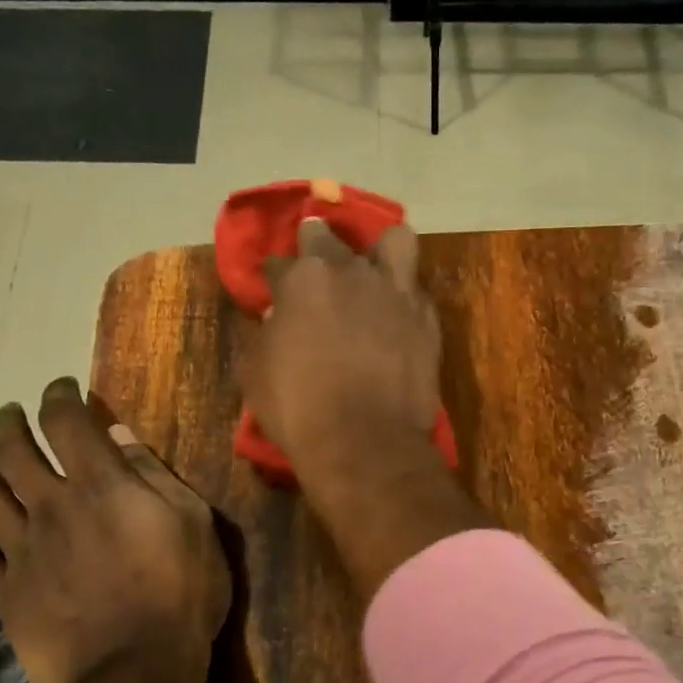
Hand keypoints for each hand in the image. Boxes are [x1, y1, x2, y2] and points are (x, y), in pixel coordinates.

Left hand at [0, 378, 230, 682]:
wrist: (136, 673)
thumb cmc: (180, 596)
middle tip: (13, 415)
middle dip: (11, 423)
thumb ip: (156, 478)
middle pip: (13, 450)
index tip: (62, 388)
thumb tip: (121, 438)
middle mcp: (51, 506)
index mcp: (101, 486)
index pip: (67, 422)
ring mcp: (21, 550)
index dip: (60, 396)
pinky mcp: (4, 593)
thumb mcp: (194, 526)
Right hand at [238, 217, 490, 600]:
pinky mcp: (426, 318)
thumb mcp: (256, 372)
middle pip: (329, 239)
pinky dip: (402, 296)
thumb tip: (276, 317)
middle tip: (317, 272)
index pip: (280, 260)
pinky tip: (395, 314)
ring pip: (393, 242)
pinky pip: (415, 289)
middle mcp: (351, 271)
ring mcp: (395, 291)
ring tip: (373, 270)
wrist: (366, 443)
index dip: (274, 276)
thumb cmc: (299, 409)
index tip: (273, 291)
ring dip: (379, 249)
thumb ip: (265, 332)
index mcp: (302, 278)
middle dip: (316, 246)